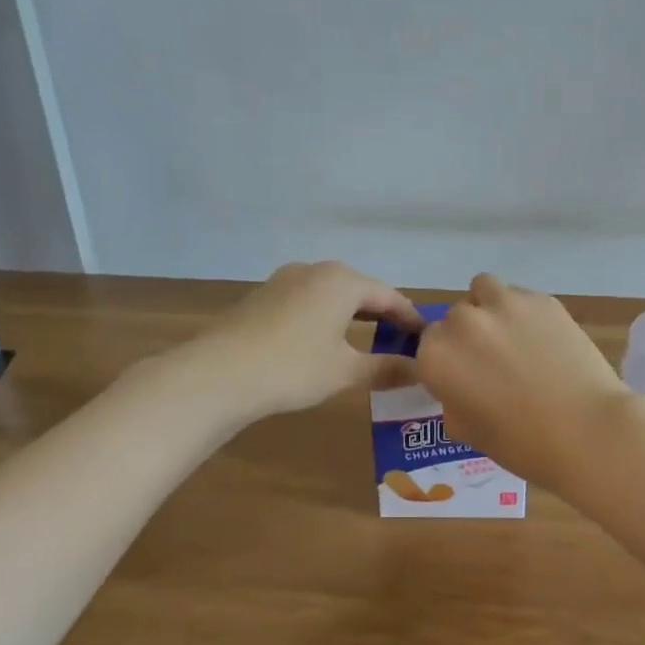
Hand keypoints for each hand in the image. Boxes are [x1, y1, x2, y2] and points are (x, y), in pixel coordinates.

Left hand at [207, 261, 424, 416]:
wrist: (218, 374)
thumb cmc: (293, 367)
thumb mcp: (345, 371)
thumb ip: (386, 368)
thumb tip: (421, 372)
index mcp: (343, 281)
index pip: (390, 296)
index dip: (410, 318)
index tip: (426, 338)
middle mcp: (316, 270)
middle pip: (360, 290)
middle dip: (382, 314)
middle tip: (401, 340)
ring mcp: (285, 280)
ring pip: (331, 294)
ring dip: (352, 315)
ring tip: (366, 339)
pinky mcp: (263, 296)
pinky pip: (307, 301)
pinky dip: (325, 317)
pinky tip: (324, 340)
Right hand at [416, 273, 635, 489]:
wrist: (588, 430)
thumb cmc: (523, 444)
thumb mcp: (469, 433)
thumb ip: (454, 402)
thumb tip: (463, 389)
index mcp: (437, 356)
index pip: (428, 347)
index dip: (446, 363)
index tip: (465, 380)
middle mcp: (463, 322)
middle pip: (455, 318)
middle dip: (468, 337)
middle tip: (494, 363)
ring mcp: (504, 304)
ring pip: (483, 291)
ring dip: (489, 309)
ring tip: (513, 337)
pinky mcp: (542, 299)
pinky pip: (520, 297)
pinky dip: (524, 313)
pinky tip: (546, 340)